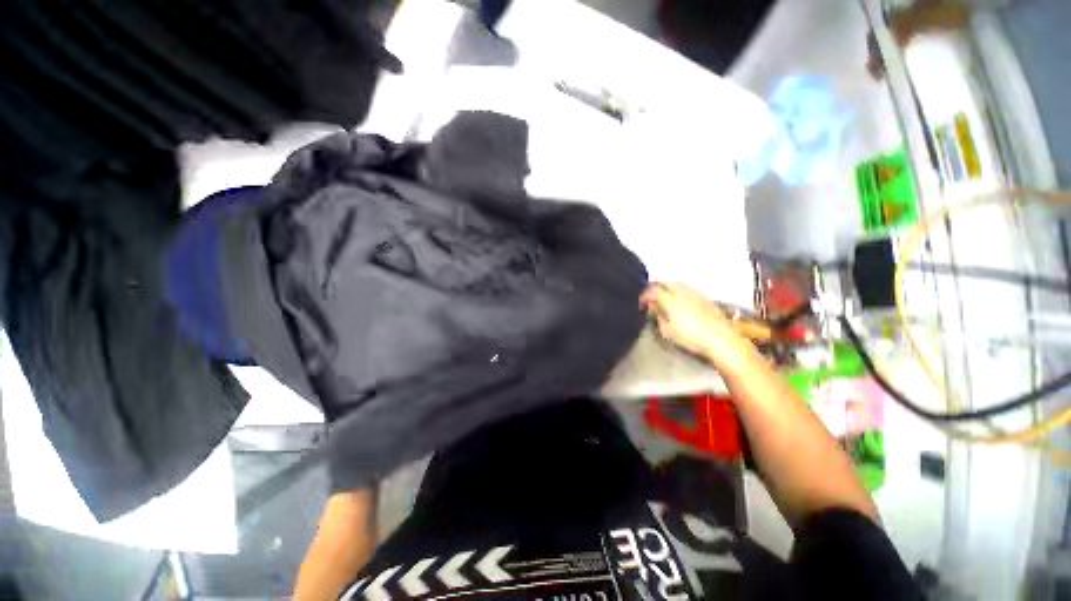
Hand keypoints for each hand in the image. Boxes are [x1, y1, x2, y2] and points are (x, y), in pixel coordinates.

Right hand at [639, 282, 757, 374]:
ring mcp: (695, 293)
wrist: (721, 339)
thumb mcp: (668, 331)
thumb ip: (659, 318)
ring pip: (678, 283)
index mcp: (670, 299)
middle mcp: (682, 292)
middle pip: (665, 282)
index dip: (644, 296)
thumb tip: (656, 310)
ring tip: (664, 295)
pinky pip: (688, 288)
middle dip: (655, 287)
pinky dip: (679, 290)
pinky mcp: (705, 298)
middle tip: (650, 295)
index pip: (652, 291)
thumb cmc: (691, 337)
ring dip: (668, 286)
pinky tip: (680, 299)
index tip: (640, 303)